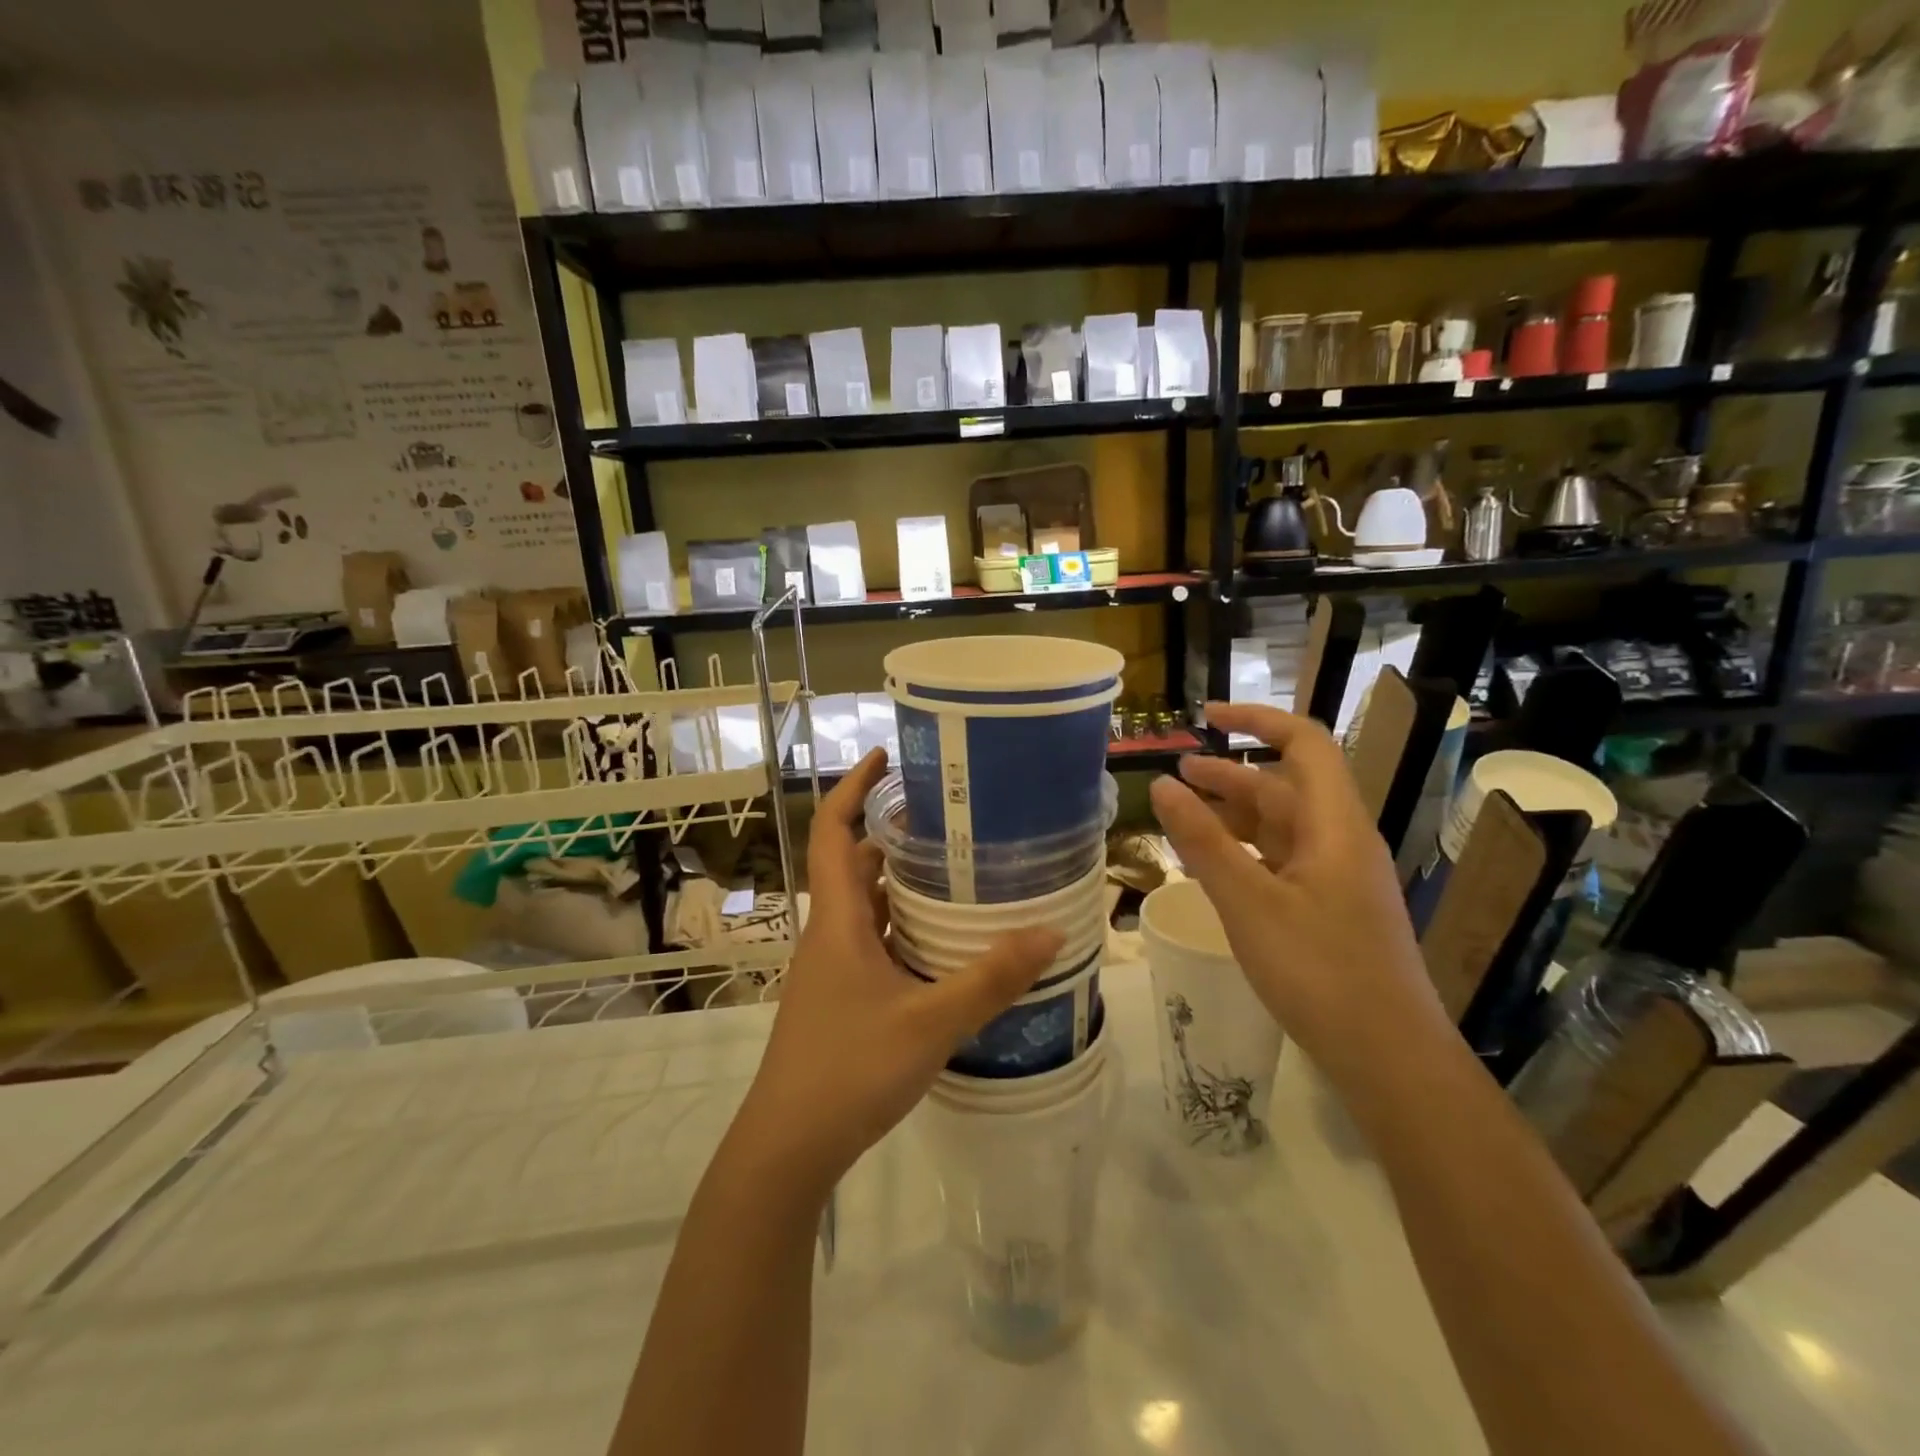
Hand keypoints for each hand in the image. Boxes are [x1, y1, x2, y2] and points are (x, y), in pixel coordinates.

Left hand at [732, 749, 1063, 1197]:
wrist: (787, 1147)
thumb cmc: (848, 1071)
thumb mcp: (929, 1023)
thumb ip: (990, 979)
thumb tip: (1050, 932)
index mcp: (838, 921)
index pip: (832, 831)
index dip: (853, 787)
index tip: (885, 755)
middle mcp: (831, 933)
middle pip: (855, 864)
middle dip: (893, 834)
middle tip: (949, 819)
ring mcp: (833, 968)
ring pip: (867, 906)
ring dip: (901, 884)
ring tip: (957, 870)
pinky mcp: (842, 997)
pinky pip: (874, 942)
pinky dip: (904, 928)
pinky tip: (945, 943)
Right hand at [1148, 703, 1451, 1095]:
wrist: (1390, 1059)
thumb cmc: (1320, 973)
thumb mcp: (1249, 904)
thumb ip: (1203, 843)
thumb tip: (1162, 784)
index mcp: (1334, 825)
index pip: (1304, 744)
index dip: (1257, 719)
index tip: (1206, 717)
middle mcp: (1340, 841)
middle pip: (1285, 786)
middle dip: (1230, 773)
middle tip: (1176, 774)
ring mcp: (1336, 877)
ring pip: (1281, 826)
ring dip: (1233, 813)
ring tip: (1183, 815)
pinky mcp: (1329, 908)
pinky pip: (1281, 860)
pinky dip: (1244, 851)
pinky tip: (1212, 865)